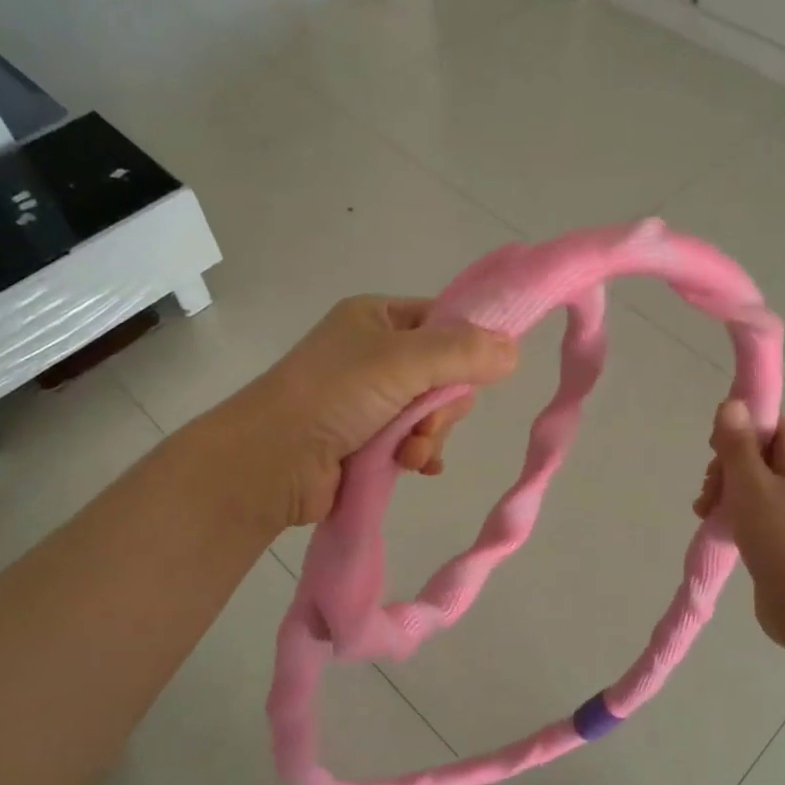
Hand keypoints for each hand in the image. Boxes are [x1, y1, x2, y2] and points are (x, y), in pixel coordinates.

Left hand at [216, 295, 518, 529]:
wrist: (268, 462)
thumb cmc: (334, 395)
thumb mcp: (403, 361)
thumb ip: (463, 352)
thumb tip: (515, 350)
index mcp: (379, 317)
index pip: (445, 320)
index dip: (468, 346)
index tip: (482, 373)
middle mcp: (376, 353)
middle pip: (445, 372)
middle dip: (442, 406)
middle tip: (424, 423)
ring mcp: (370, 398)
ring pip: (432, 412)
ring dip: (428, 436)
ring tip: (408, 454)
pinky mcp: (366, 438)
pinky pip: (415, 439)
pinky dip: (420, 453)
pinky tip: (416, 466)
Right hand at [694, 401, 784, 639]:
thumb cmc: (776, 535)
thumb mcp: (750, 484)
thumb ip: (738, 444)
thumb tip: (733, 403)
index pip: (772, 425)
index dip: (742, 427)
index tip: (717, 445)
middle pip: (757, 454)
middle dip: (726, 465)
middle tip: (710, 486)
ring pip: (750, 482)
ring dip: (723, 489)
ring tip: (705, 510)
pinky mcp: (781, 533)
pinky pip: (752, 508)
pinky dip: (731, 510)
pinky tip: (713, 522)